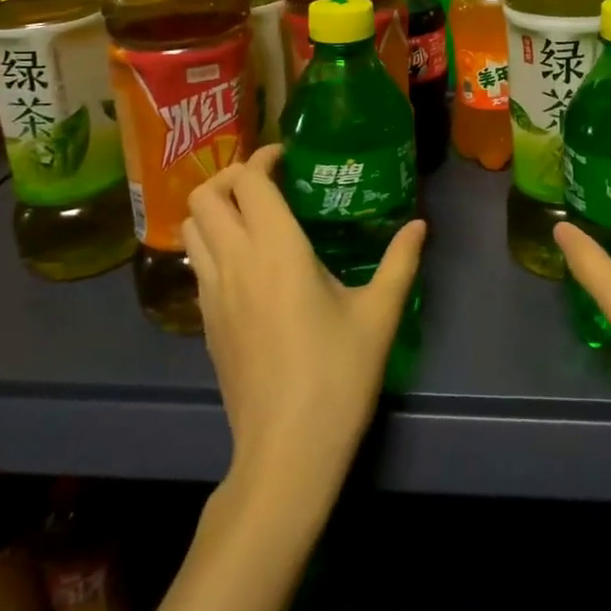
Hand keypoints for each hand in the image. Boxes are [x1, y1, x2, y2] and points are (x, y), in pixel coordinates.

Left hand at [182, 144, 425, 493]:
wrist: (286, 452)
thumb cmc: (337, 375)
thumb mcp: (379, 314)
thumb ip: (400, 261)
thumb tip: (419, 224)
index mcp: (276, 249)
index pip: (248, 181)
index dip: (263, 158)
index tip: (289, 158)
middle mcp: (235, 261)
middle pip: (205, 196)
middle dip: (231, 176)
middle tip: (267, 182)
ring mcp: (213, 294)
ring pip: (191, 228)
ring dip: (214, 208)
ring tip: (252, 214)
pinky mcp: (206, 322)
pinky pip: (196, 262)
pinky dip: (211, 242)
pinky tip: (247, 261)